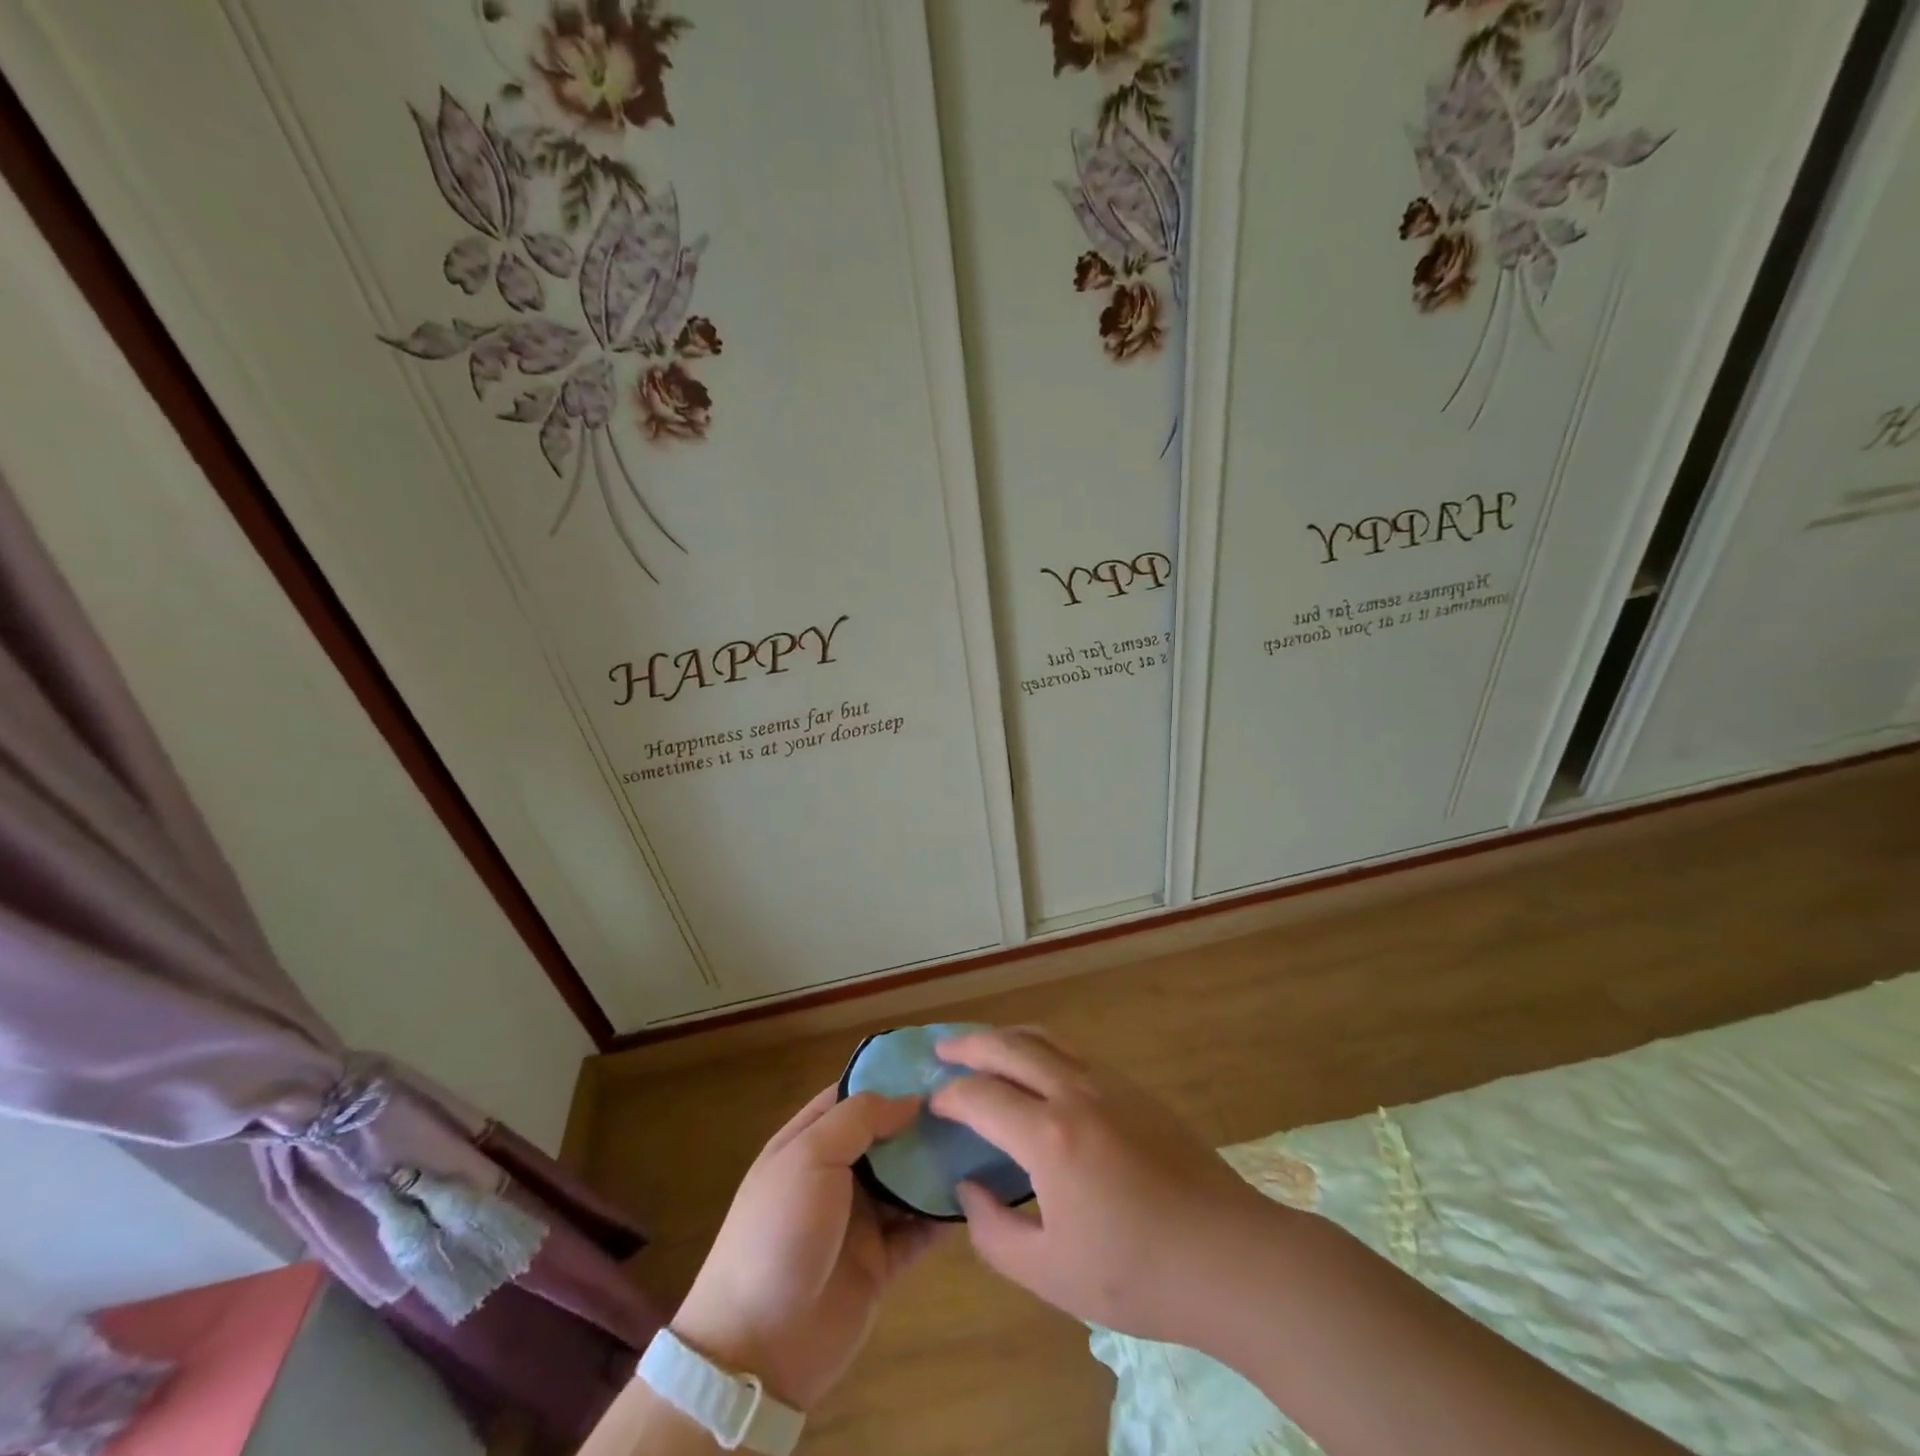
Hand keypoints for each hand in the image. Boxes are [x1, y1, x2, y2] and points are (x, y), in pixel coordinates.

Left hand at [671, 1087, 947, 1410]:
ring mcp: (859, 1220)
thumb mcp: (809, 1157)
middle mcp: (836, 1174)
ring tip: (986, 1138)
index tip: (938, 1063)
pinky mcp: (881, 1262)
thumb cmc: (778, 1233)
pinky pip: (919, 1229)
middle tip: (976, 1099)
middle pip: (887, 1136)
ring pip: (908, 1180)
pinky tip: (979, 1192)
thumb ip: (859, 1119)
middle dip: (924, 1120)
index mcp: (809, 1142)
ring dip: (939, 1163)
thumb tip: (910, 1099)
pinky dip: (944, 1213)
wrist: (757, 1349)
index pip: (854, 1096)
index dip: (891, 1078)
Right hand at [931, 1026, 1277, 1347]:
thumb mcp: (1051, 1274)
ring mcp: (1109, 1083)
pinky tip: (1038, 1068)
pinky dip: (1041, 1046)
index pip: (981, 1096)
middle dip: (969, 1044)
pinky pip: (1074, 1051)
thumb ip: (995, 1233)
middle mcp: (1074, 1092)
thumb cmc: (1138, 1274)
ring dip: (1007, 1036)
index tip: (932, 1103)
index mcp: (1049, 1136)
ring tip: (983, 1046)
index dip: (950, 1096)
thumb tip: (968, 1189)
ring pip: (1045, 1037)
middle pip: (1009, 1046)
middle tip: (942, 1049)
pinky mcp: (1135, 1088)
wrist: (1230, 1256)